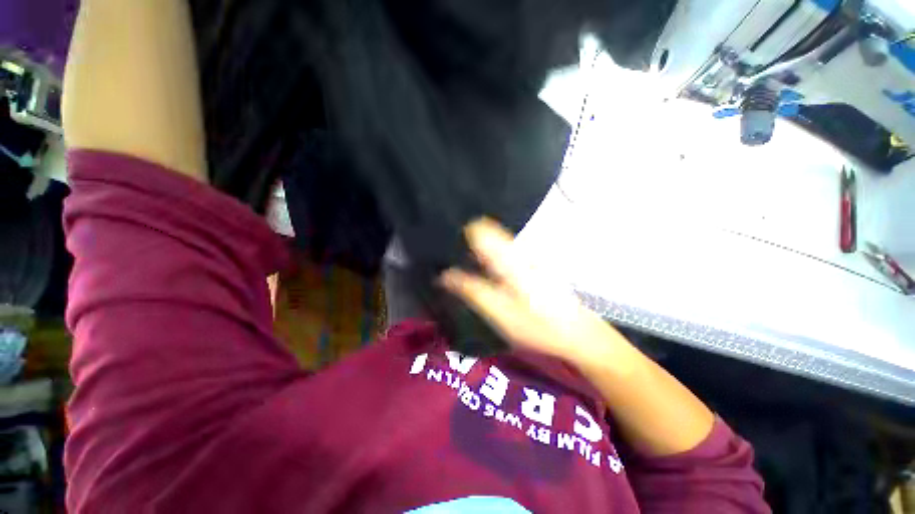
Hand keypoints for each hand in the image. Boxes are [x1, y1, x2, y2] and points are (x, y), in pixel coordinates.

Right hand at [440, 218, 623, 365]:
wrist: (578, 333)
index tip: (447, 250)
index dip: (460, 235)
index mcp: (509, 258)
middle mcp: (518, 250)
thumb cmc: (537, 326)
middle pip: (485, 233)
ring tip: (466, 271)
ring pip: (493, 242)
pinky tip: (487, 276)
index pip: (479, 229)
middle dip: (466, 244)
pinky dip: (489, 259)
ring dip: (477, 252)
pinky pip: (503, 252)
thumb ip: (471, 290)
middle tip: (453, 265)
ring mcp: (526, 256)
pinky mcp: (530, 264)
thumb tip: (444, 275)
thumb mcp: (499, 312)